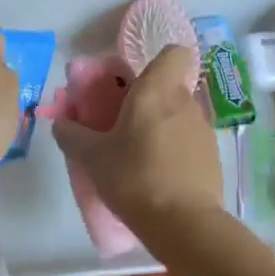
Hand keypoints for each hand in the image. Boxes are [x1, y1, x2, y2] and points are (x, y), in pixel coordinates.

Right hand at [52, 45, 221, 238]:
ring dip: (160, 128)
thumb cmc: (134, 178)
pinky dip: (175, 152)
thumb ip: (71, 134)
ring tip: (138, 157)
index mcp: (157, 91)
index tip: (133, 84)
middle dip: (148, 102)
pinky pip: (189, 142)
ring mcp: (204, 130)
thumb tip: (61, 122)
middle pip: (169, 88)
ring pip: (179, 116)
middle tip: (122, 127)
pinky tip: (158, 177)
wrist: (183, 223)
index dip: (156, 62)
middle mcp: (186, 102)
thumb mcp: (92, 157)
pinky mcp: (213, 158)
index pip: (173, 52)